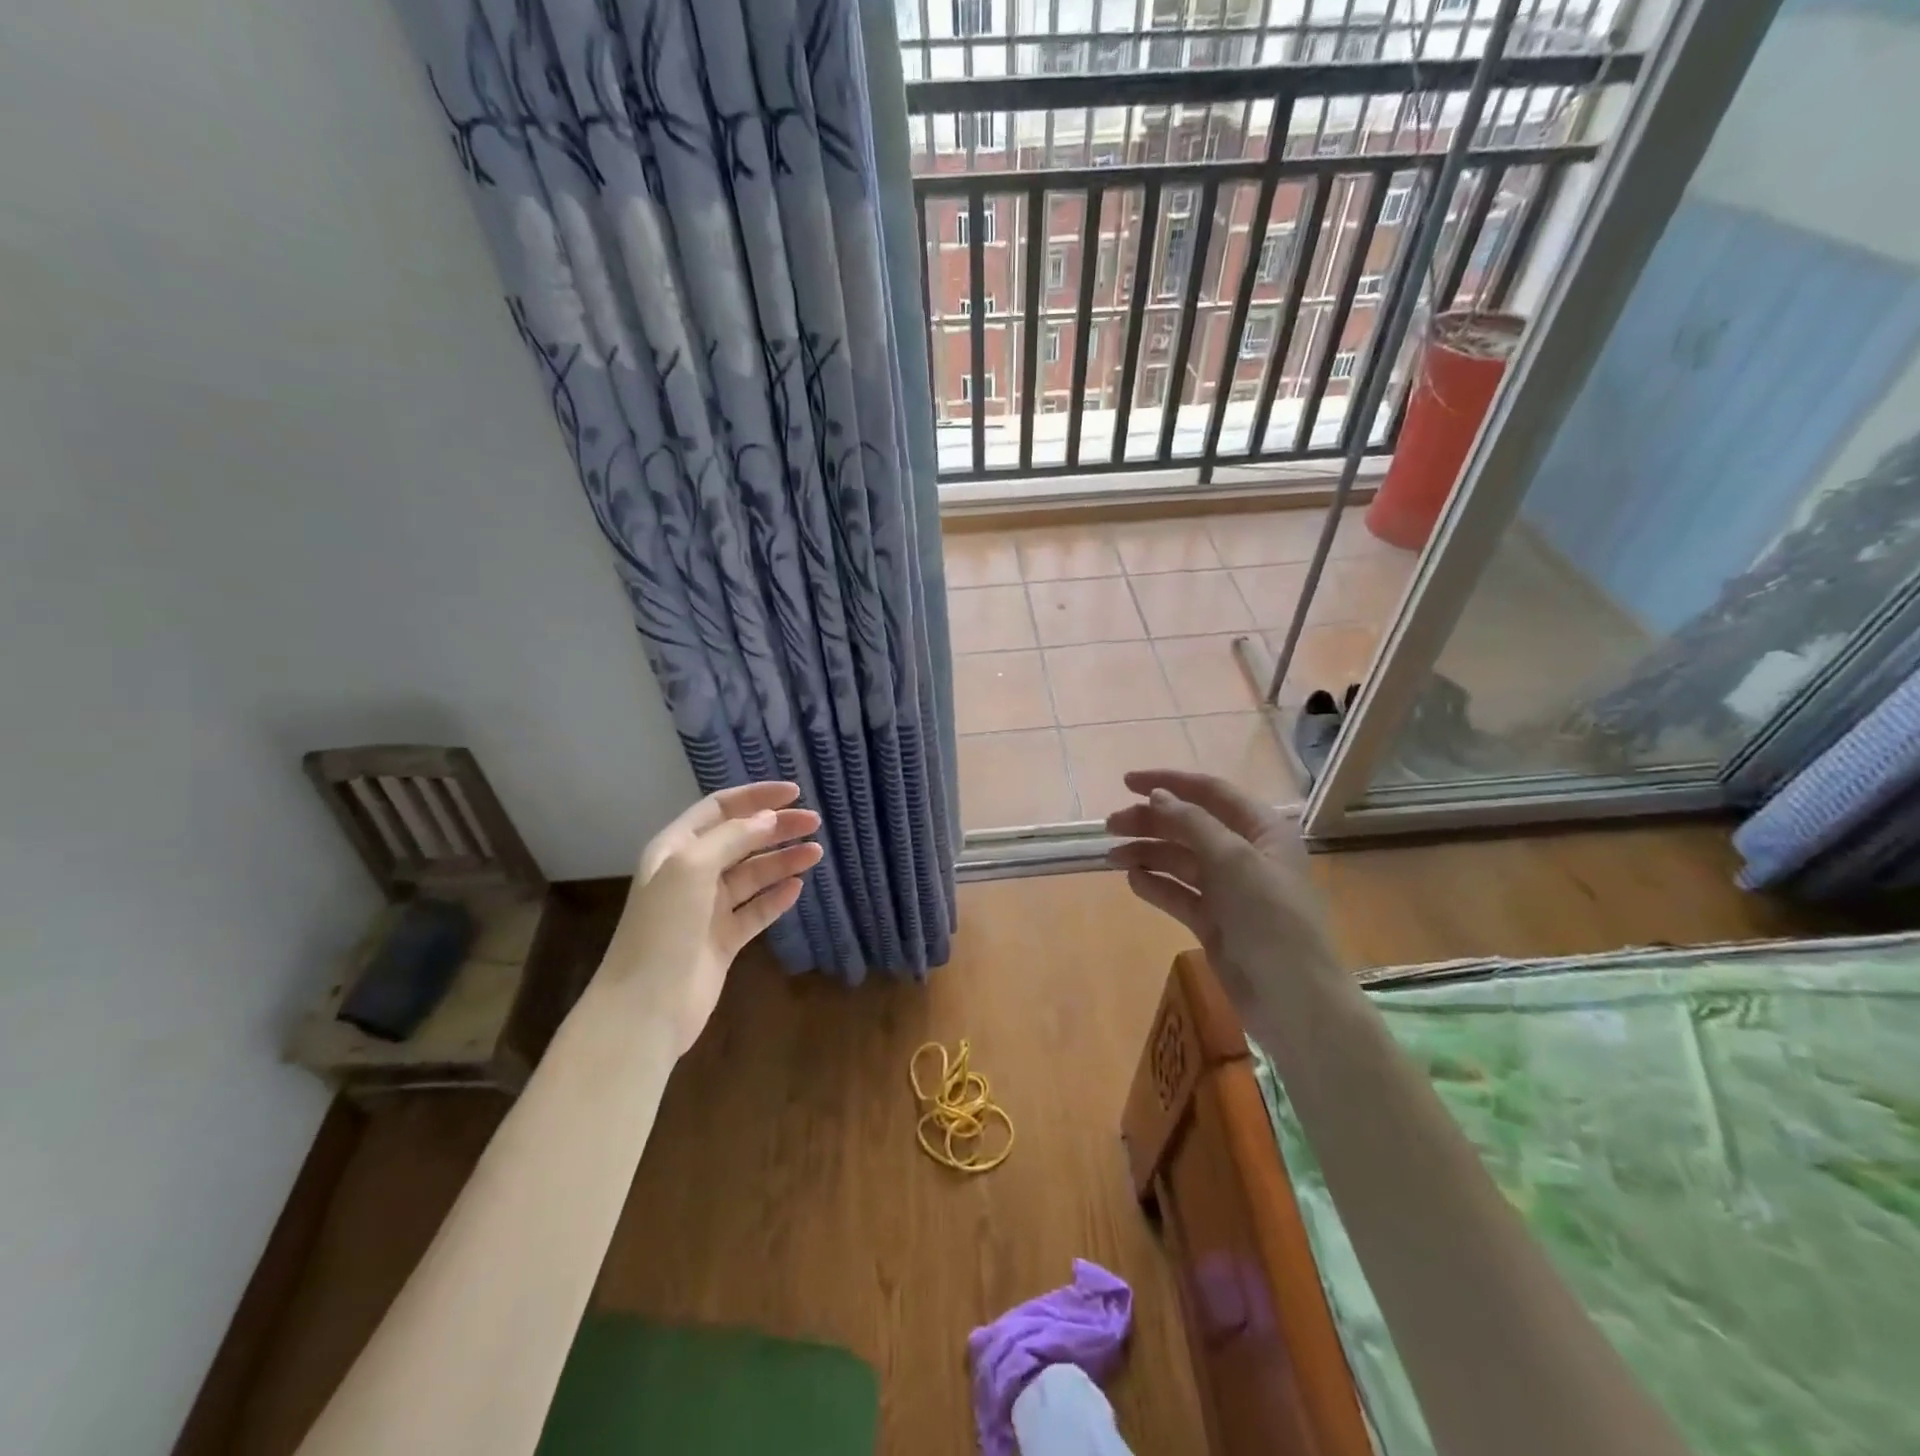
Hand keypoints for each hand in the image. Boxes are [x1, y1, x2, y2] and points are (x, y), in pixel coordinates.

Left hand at [604, 782, 822, 1054]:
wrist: (646, 1007)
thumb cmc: (664, 928)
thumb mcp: (692, 868)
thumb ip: (732, 838)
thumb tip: (769, 819)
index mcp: (676, 849)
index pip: (720, 809)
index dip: (756, 797)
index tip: (795, 793)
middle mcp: (691, 874)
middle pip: (741, 840)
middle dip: (776, 828)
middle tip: (814, 823)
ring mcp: (707, 909)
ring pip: (752, 875)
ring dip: (782, 861)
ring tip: (816, 853)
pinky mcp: (723, 941)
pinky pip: (755, 911)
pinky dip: (776, 898)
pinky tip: (798, 888)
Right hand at [1105, 769, 1340, 1008]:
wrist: (1293, 1000)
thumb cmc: (1271, 918)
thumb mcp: (1234, 860)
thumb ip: (1192, 823)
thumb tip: (1157, 795)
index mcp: (1262, 830)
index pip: (1211, 792)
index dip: (1169, 782)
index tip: (1126, 782)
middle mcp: (1246, 854)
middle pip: (1190, 826)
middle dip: (1150, 822)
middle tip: (1110, 825)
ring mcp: (1230, 890)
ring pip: (1180, 860)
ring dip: (1147, 853)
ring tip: (1111, 857)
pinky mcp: (1215, 922)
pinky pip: (1179, 894)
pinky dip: (1156, 885)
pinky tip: (1132, 880)